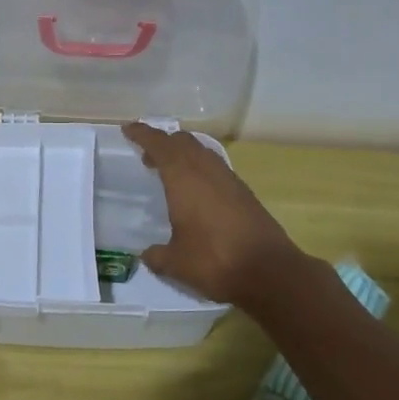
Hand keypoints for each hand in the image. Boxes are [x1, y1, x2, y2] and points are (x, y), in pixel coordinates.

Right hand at [122, 122, 305, 307]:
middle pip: (182, 142)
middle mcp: (206, 169)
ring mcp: (229, 178)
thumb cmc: (214, 260)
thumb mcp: (176, 263)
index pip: (159, 144)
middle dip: (164, 143)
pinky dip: (200, 169)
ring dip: (184, 155)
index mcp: (183, 177)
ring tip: (171, 174)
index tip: (129, 129)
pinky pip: (215, 168)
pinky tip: (197, 192)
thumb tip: (147, 255)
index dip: (143, 134)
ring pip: (202, 152)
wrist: (269, 271)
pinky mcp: (244, 192)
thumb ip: (157, 256)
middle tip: (148, 157)